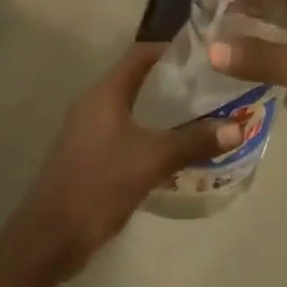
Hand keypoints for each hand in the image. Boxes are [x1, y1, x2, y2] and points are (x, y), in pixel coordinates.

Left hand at [16, 45, 240, 273]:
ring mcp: (86, 129)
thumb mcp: (152, 160)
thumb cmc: (100, 184)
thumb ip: (193, 141)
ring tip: (194, 118)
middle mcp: (93, 102)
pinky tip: (166, 150)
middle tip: (205, 89)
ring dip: (157, 110)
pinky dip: (144, 132)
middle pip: (135, 79)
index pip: (141, 54)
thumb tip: (236, 127)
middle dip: (169, 82)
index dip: (170, 50)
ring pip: (128, 107)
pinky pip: (121, 130)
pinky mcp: (85, 154)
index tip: (201, 56)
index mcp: (105, 91)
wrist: (50, 237)